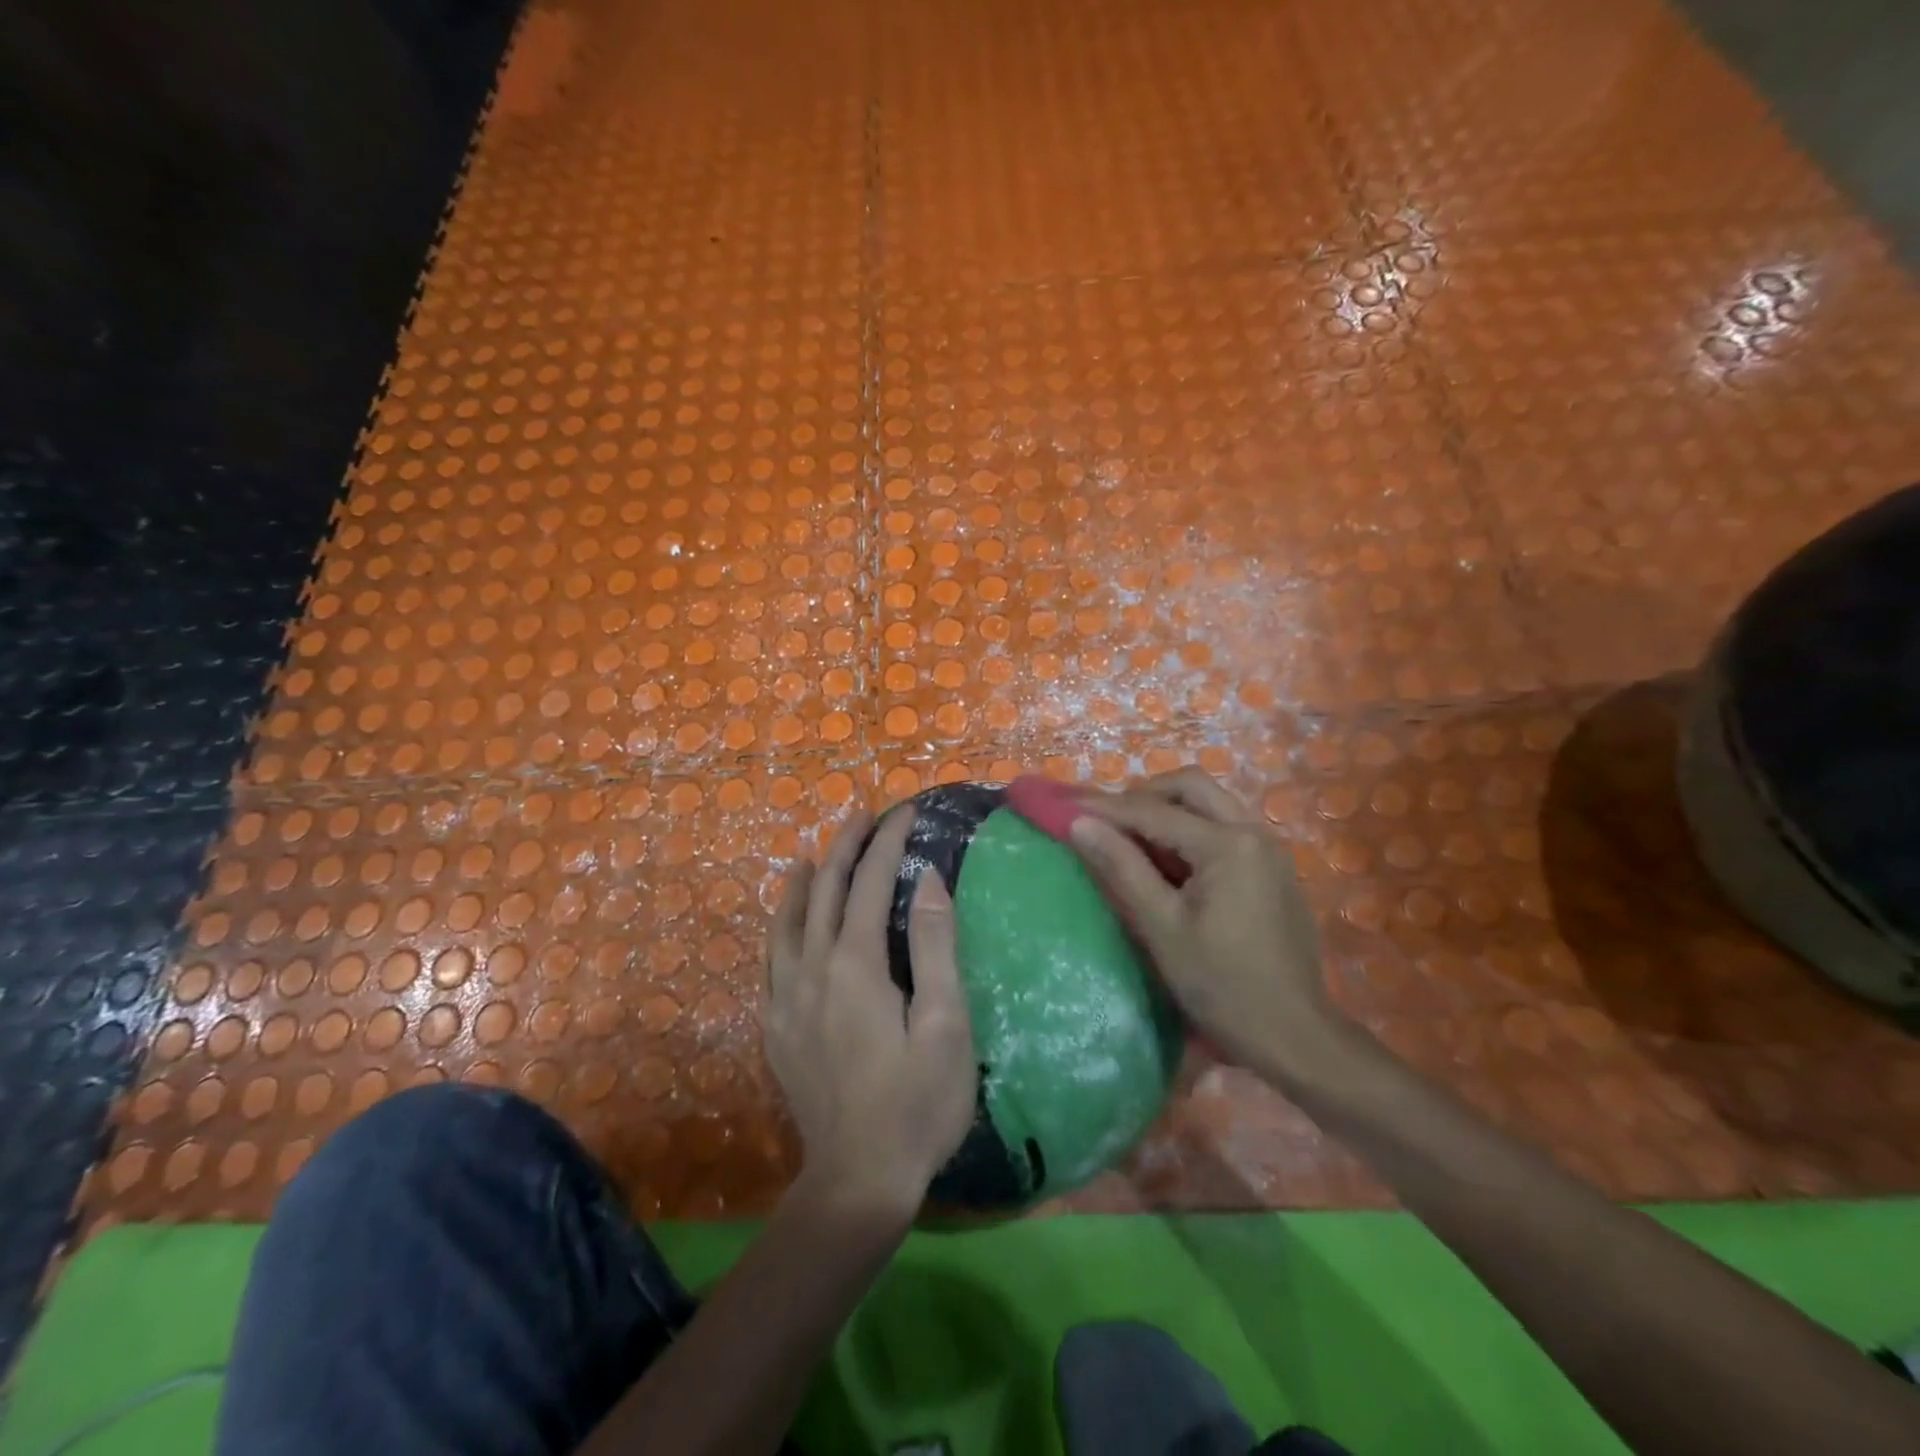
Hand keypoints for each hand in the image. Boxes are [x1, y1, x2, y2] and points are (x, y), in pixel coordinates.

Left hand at [766, 807, 977, 1218]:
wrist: (857, 1181)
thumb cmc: (917, 1102)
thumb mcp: (945, 1024)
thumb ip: (936, 946)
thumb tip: (928, 879)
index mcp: (857, 965)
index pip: (872, 884)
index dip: (889, 842)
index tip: (905, 812)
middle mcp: (813, 969)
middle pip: (828, 891)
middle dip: (847, 847)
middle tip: (864, 815)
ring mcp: (787, 998)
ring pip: (790, 920)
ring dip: (808, 879)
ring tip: (818, 853)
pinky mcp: (776, 1025)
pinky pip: (772, 956)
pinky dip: (781, 924)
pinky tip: (788, 920)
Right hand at [1067, 770, 1347, 1083]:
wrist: (1295, 1035)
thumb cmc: (1222, 985)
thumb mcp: (1162, 927)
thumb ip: (1122, 867)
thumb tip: (1080, 824)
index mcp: (1228, 844)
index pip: (1153, 812)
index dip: (1105, 808)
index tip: (1065, 805)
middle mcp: (1254, 832)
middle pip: (1191, 787)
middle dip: (1143, 795)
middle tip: (1106, 820)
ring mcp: (1269, 849)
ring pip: (1210, 804)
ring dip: (1168, 809)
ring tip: (1131, 838)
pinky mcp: (1273, 869)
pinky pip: (1225, 828)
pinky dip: (1190, 829)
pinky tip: (1169, 862)